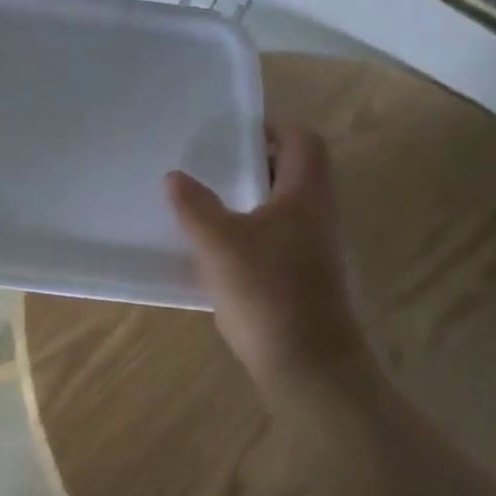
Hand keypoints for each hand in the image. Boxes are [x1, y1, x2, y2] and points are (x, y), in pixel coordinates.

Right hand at [167, 124, 376, 399]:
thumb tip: (175, 178)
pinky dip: (255, 230)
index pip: (304, 142)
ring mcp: (318, 251)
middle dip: (258, 161)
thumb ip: (194, 206)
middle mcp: (319, 217)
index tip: (238, 129)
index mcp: (306, 196)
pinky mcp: (308, 280)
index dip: (275, 127)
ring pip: (287, 207)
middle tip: (216, 161)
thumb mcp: (218, 243)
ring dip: (254, 198)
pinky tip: (222, 249)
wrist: (310, 368)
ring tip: (211, 201)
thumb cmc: (267, 292)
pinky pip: (281, 238)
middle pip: (297, 172)